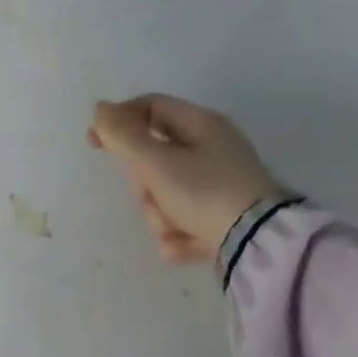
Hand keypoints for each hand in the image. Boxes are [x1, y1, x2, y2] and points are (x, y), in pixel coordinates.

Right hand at [88, 94, 285, 263]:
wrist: (262, 249)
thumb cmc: (206, 193)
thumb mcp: (156, 162)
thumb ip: (122, 135)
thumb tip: (101, 109)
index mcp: (202, 125)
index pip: (149, 107)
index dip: (118, 120)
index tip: (94, 141)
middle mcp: (213, 150)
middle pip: (154, 157)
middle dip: (144, 182)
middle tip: (148, 193)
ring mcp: (221, 187)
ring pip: (166, 192)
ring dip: (160, 213)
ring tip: (174, 227)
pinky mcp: (225, 220)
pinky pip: (185, 220)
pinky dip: (179, 234)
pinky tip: (184, 246)